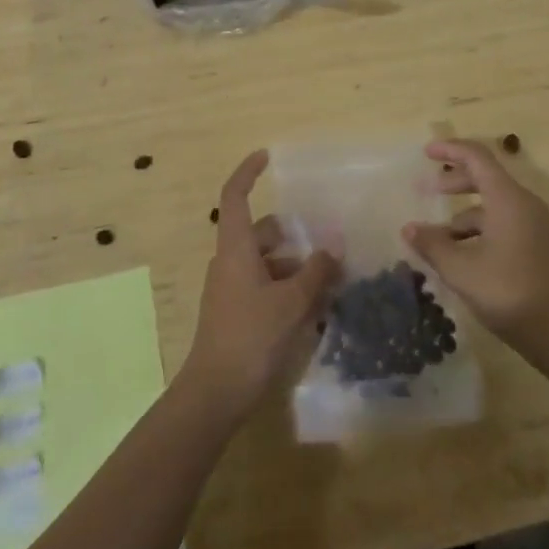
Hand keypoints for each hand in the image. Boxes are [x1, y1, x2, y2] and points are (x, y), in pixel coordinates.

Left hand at [179, 150, 338, 422]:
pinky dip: (286, 287)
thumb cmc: (252, 336)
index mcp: (235, 248)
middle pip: (259, 232)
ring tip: (329, 279)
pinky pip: (263, 285)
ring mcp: (229, 288)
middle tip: (326, 241)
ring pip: (265, 261)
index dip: (248, 172)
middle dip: (292, 234)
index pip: (235, 196)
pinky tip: (313, 307)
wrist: (215, 392)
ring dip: (293, 265)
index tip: (266, 156)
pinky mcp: (235, 311)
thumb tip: (332, 250)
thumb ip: (316, 272)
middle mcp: (229, 261)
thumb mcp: (292, 302)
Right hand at [401, 140, 548, 361]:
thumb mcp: (462, 270)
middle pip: (485, 178)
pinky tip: (460, 257)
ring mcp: (533, 226)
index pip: (477, 157)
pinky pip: (502, 224)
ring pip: (492, 206)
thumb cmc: (510, 292)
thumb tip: (410, 229)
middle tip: (424, 190)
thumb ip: (433, 245)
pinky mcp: (537, 247)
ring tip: (435, 239)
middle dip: (453, 182)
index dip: (450, 149)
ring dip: (462, 215)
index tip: (426, 152)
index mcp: (507, 198)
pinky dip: (478, 231)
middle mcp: (523, 204)